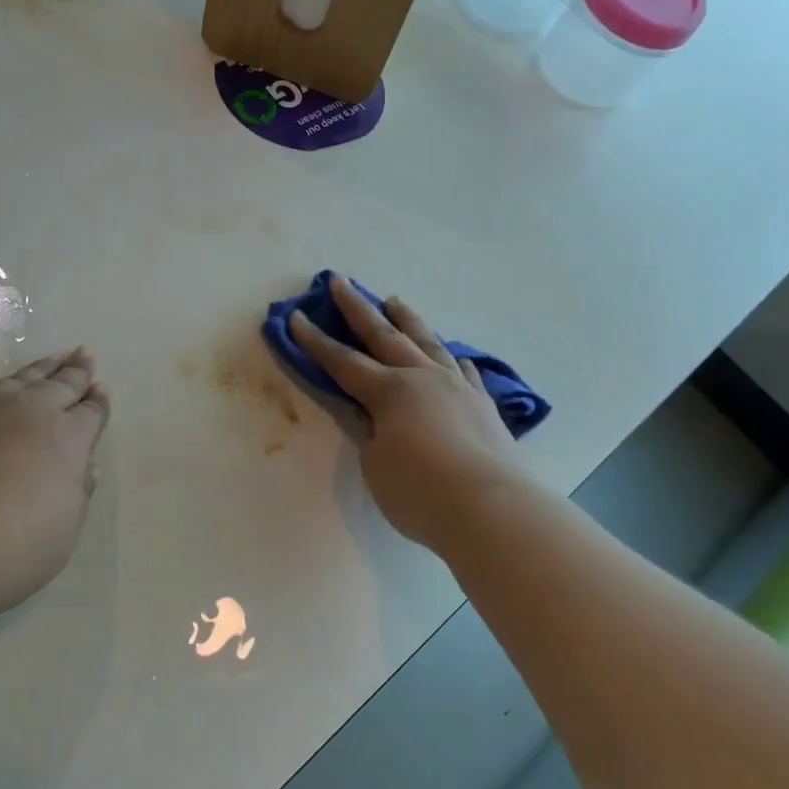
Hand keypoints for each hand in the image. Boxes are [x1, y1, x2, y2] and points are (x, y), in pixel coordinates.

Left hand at [0, 343, 109, 620]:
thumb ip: (76, 496)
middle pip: (60, 386)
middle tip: (85, 355)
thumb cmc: (2, 553)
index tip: (102, 389)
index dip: (99, 403)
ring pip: (17, 378)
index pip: (91, 414)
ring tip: (53, 355)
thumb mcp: (61, 536)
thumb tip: (84, 466)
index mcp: (67, 441)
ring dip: (38, 366)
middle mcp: (30, 413)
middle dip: (76, 372)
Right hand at [289, 275, 518, 555]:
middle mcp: (422, 377)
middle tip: (341, 282)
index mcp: (389, 391)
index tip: (296, 317)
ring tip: (395, 302)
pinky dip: (454, 361)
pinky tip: (455, 356)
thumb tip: (368, 414)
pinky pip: (464, 372)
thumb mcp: (375, 464)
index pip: (342, 362)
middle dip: (358, 309)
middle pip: (384, 335)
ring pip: (427, 342)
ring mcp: (457, 386)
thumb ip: (368, 432)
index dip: (316, 341)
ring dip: (408, 320)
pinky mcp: (483, 404)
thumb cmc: (420, 491)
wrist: (491, 507)